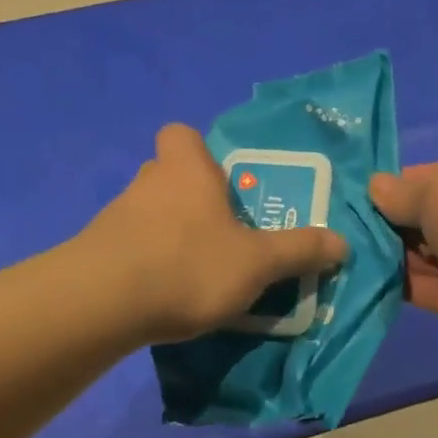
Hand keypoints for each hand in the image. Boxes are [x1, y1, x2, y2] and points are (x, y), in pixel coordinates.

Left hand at [83, 125, 348, 344]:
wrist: (102, 304)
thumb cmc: (189, 264)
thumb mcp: (258, 262)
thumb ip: (300, 250)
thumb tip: (342, 243)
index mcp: (187, 169)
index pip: (181, 134)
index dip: (199, 152)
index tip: (221, 181)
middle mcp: (149, 182)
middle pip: (169, 174)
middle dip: (192, 197)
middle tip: (220, 230)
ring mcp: (116, 216)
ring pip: (149, 212)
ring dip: (169, 232)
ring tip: (196, 271)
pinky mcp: (95, 251)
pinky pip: (130, 246)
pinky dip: (146, 261)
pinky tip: (163, 294)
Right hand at [369, 160, 437, 363]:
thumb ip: (404, 193)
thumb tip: (375, 187)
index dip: (401, 186)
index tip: (363, 196)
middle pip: (432, 219)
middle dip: (394, 224)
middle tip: (347, 229)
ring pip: (430, 257)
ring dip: (396, 258)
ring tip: (349, 256)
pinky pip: (433, 291)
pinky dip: (406, 288)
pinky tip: (368, 283)